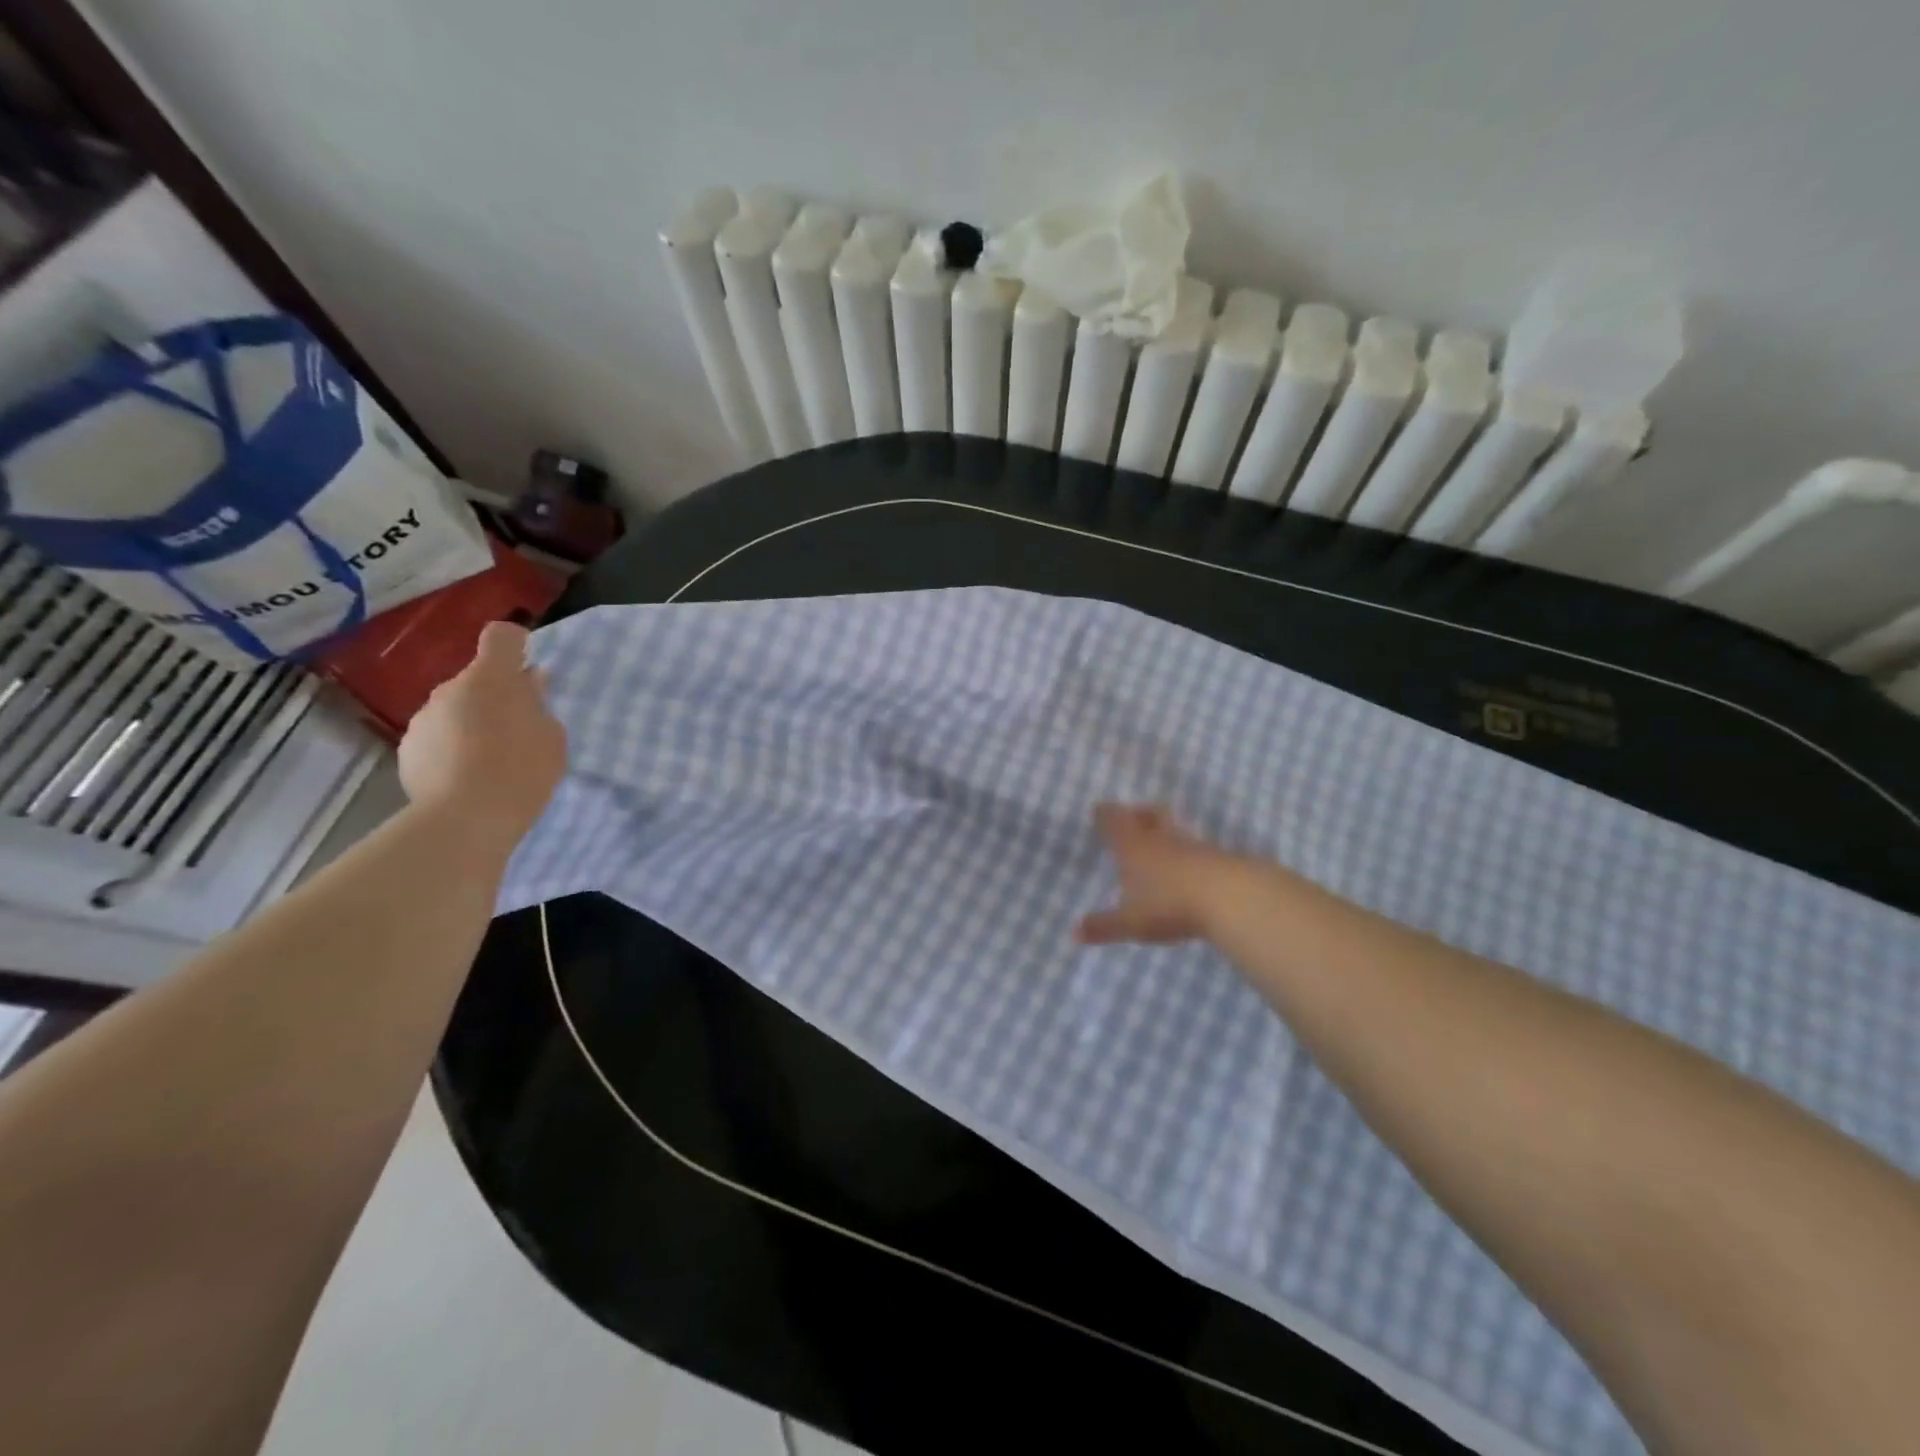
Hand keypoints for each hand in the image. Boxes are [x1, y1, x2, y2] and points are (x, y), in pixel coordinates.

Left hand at [397, 621, 566, 848]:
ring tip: (489, 761)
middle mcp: (449, 688)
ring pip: (453, 709)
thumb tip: (527, 684)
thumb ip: (538, 704)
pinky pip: (436, 738)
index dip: (516, 645)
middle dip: (494, 696)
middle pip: (476, 679)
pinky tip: (465, 778)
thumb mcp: (551, 736)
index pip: (501, 636)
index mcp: (491, 678)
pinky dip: (450, 749)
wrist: (466, 819)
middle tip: (517, 730)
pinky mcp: (407, 750)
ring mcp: (423, 719)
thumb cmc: (522, 771)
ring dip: (470, 723)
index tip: (527, 668)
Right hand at [1075, 804, 1251, 944]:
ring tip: (1160, 846)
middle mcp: (1160, 838)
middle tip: (1132, 818)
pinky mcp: (1218, 857)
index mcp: (1132, 845)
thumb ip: (1103, 926)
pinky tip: (1188, 868)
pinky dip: (1188, 853)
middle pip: (1149, 814)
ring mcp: (1192, 845)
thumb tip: (1073, 934)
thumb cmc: (1168, 904)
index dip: (1105, 814)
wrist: (1230, 897)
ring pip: (1174, 829)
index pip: (1114, 819)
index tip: (1099, 810)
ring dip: (1165, 832)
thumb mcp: (1130, 921)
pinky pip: (1196, 848)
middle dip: (1138, 813)